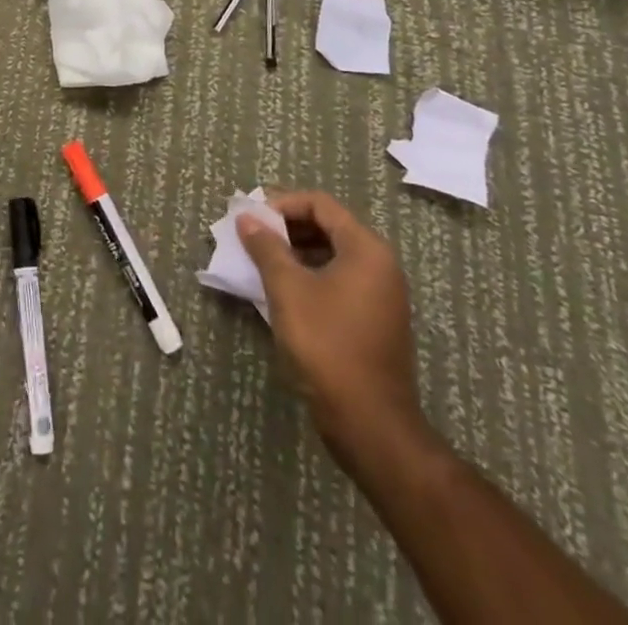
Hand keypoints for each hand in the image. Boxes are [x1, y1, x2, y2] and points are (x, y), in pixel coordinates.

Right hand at [238, 191, 424, 472]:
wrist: (370, 424)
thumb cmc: (327, 345)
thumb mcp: (287, 289)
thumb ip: (266, 247)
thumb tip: (246, 218)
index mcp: (366, 249)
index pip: (320, 205)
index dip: (282, 204)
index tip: (252, 219)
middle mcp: (380, 265)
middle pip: (328, 227)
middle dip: (287, 228)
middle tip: (252, 238)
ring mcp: (380, 295)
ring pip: (332, 255)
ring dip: (295, 253)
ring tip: (261, 263)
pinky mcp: (374, 321)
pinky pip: (338, 281)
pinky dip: (309, 276)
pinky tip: (282, 291)